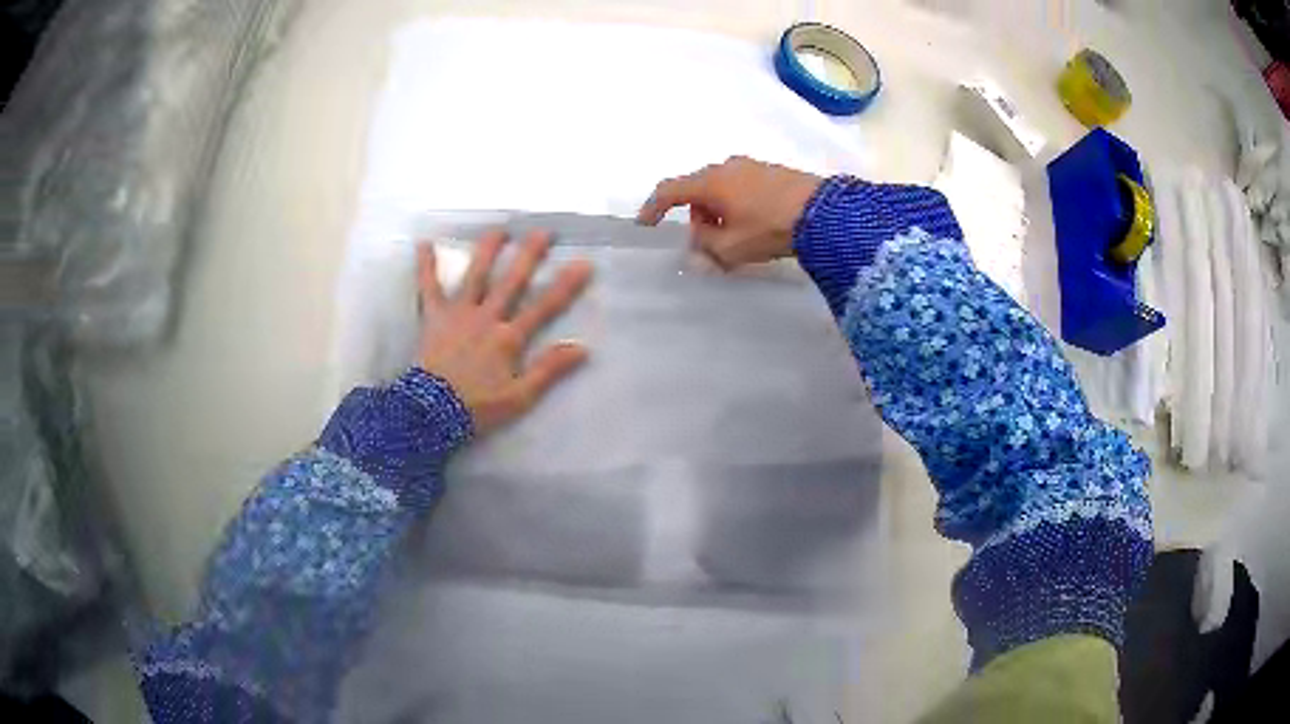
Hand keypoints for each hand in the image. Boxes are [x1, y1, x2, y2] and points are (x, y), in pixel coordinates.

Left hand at [416, 230, 592, 432]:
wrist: (432, 413)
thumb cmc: (477, 407)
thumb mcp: (520, 397)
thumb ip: (549, 370)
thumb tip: (582, 348)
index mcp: (509, 338)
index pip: (544, 307)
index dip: (566, 285)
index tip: (584, 263)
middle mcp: (486, 317)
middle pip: (511, 281)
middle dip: (529, 255)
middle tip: (544, 232)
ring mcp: (458, 313)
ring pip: (475, 276)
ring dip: (487, 251)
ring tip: (499, 230)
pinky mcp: (433, 317)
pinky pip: (428, 287)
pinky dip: (425, 266)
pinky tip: (423, 243)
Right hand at [636, 156, 822, 268]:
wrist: (824, 212)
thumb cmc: (770, 228)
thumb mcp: (731, 248)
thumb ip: (706, 246)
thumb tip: (699, 243)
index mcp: (710, 182)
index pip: (670, 190)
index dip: (653, 207)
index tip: (646, 224)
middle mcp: (727, 167)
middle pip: (697, 190)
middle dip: (696, 216)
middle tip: (708, 243)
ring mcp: (752, 166)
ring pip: (721, 189)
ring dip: (718, 212)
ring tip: (736, 238)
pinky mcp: (772, 172)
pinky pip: (742, 187)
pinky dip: (737, 205)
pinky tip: (755, 225)